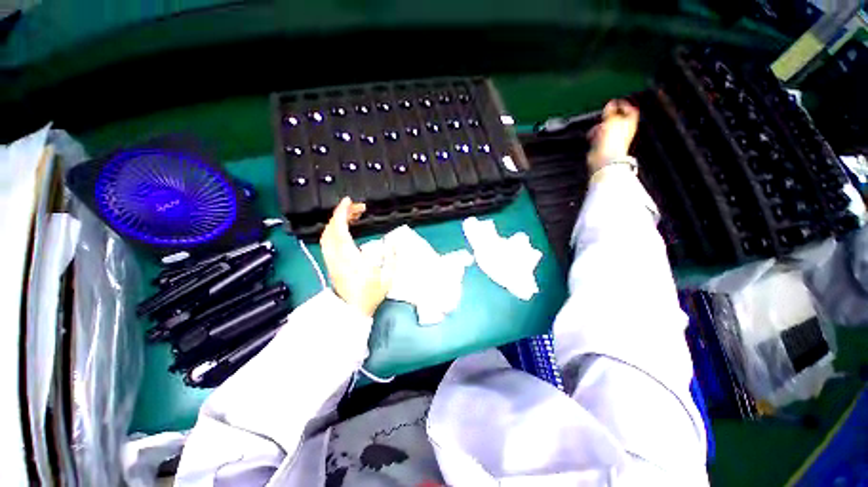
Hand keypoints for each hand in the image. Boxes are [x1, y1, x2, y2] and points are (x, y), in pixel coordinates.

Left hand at [320, 197, 395, 316]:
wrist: (352, 311)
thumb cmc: (370, 295)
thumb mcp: (388, 277)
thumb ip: (391, 257)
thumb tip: (391, 241)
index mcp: (351, 258)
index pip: (340, 230)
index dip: (342, 213)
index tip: (349, 201)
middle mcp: (337, 257)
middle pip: (331, 229)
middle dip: (342, 213)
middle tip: (359, 208)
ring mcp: (331, 260)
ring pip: (326, 234)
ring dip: (337, 221)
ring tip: (352, 216)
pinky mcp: (330, 263)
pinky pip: (327, 242)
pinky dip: (333, 230)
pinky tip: (344, 229)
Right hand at [587, 99, 639, 173]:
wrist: (604, 158)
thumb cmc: (612, 140)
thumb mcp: (612, 120)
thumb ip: (611, 111)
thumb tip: (610, 103)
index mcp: (630, 124)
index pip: (630, 111)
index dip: (624, 105)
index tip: (616, 102)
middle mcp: (623, 131)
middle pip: (617, 119)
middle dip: (609, 117)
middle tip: (604, 115)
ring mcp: (613, 139)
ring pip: (606, 128)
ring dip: (599, 127)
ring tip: (596, 128)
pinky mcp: (603, 145)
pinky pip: (599, 136)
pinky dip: (594, 135)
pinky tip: (592, 136)